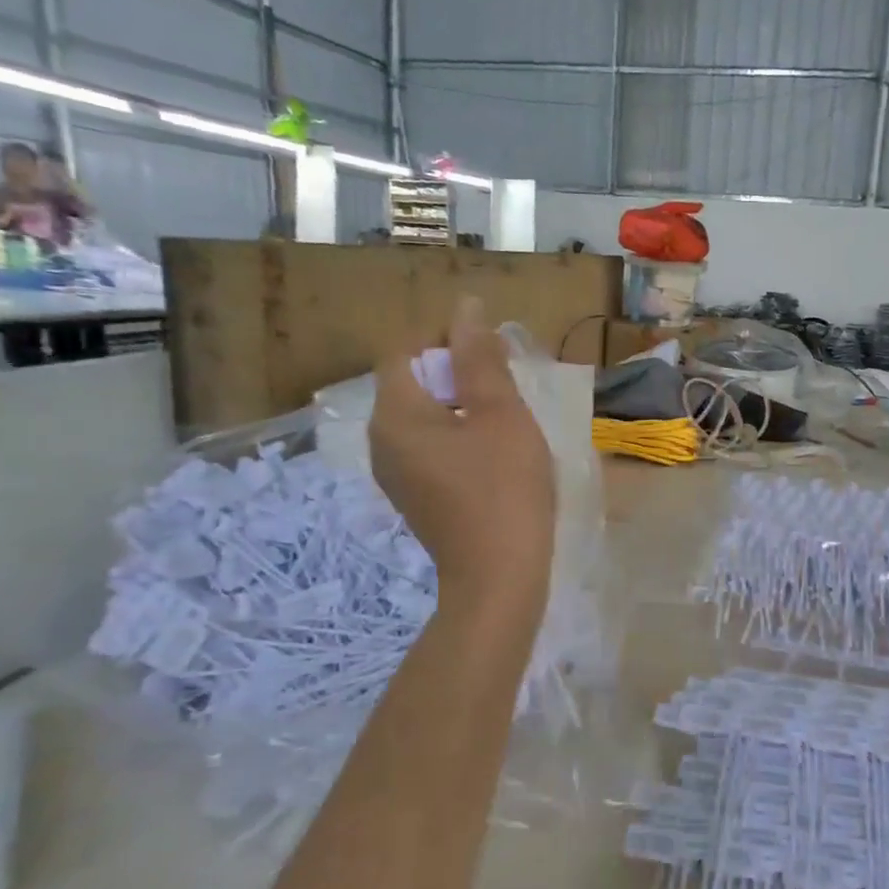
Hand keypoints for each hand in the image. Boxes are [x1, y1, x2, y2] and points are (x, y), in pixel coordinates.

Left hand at [368, 297, 555, 613]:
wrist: (499, 578)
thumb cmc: (504, 489)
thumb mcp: (500, 414)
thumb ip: (480, 358)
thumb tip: (465, 310)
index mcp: (395, 415)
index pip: (405, 350)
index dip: (446, 338)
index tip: (492, 352)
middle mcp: (382, 441)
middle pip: (412, 381)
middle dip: (457, 371)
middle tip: (506, 384)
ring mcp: (395, 473)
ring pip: (424, 416)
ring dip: (462, 403)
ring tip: (506, 417)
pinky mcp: (414, 495)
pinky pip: (429, 446)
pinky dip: (458, 435)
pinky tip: (493, 453)